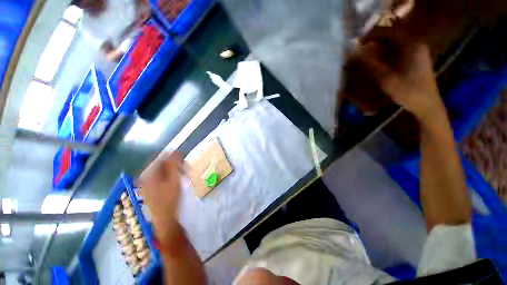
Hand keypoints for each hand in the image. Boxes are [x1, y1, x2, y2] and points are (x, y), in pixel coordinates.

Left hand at [139, 152, 183, 244]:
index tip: (183, 160)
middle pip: (160, 164)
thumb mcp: (174, 179)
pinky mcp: (151, 190)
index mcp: (149, 174)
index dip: (172, 157)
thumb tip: (175, 151)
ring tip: (182, 174)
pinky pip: (160, 178)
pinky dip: (169, 176)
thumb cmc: (170, 198)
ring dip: (172, 170)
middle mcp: (145, 178)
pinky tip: (176, 181)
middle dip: (173, 164)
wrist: (165, 218)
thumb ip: (173, 164)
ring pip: (161, 171)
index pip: (160, 158)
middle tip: (184, 168)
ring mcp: (147, 184)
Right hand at [351, 27, 444, 120]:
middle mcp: (416, 45)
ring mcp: (417, 52)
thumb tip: (355, 54)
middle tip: (360, 49)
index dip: (373, 34)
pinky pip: (398, 51)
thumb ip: (371, 65)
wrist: (427, 105)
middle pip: (393, 37)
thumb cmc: (409, 92)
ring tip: (366, 55)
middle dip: (375, 41)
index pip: (390, 32)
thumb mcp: (387, 79)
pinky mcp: (416, 60)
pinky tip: (378, 61)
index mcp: (412, 46)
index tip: (358, 42)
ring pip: (395, 44)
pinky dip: (386, 54)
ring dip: (380, 48)